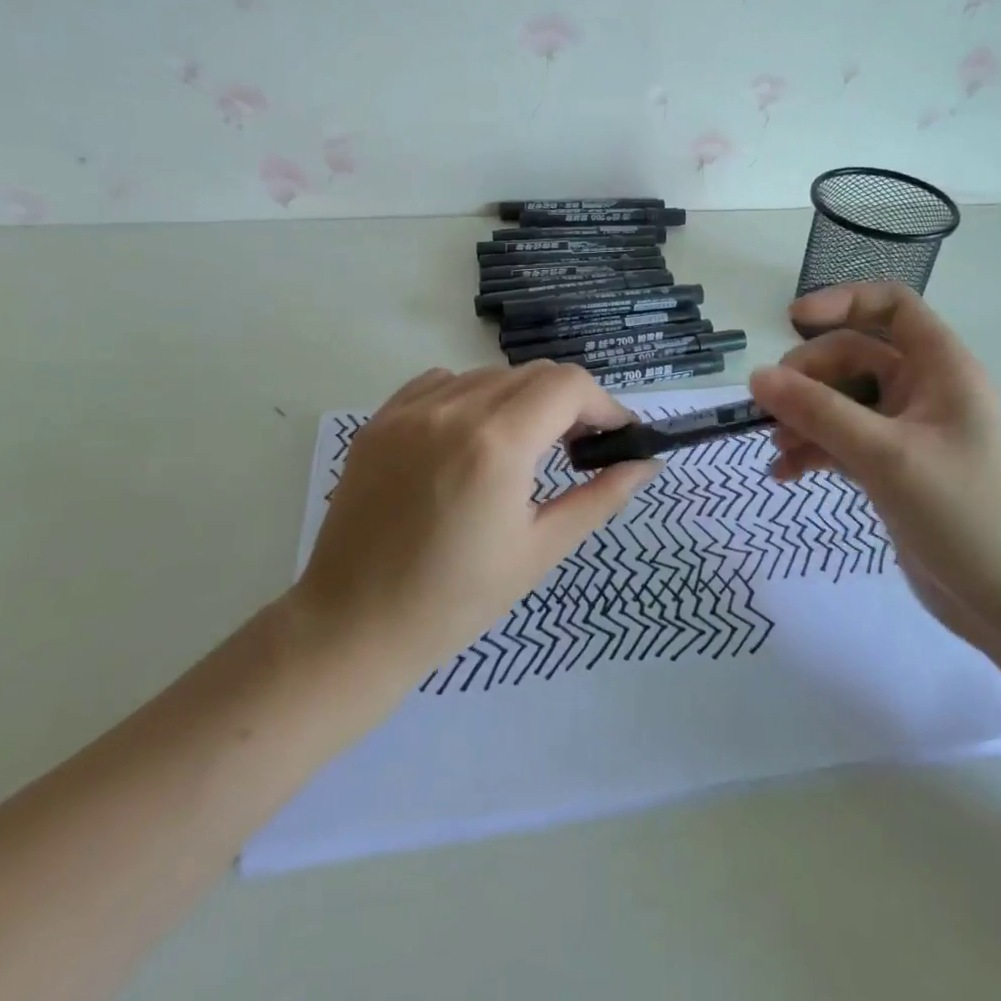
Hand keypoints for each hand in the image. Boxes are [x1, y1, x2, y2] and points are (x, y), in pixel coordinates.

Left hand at [293, 363, 658, 676]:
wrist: (353, 627)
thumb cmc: (456, 600)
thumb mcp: (541, 549)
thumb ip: (600, 496)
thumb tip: (647, 463)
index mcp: (497, 444)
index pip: (569, 385)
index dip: (604, 405)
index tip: (615, 437)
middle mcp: (453, 410)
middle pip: (535, 374)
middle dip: (569, 403)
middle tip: (577, 449)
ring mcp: (410, 410)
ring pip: (491, 375)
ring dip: (522, 401)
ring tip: (523, 450)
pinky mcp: (381, 419)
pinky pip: (444, 383)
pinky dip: (473, 399)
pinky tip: (472, 441)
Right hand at [748, 283, 1000, 659]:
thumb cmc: (962, 513)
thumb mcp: (885, 455)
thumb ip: (818, 412)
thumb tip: (756, 377)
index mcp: (941, 368)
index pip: (893, 306)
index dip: (843, 301)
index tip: (793, 320)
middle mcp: (925, 391)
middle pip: (854, 356)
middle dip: (809, 376)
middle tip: (771, 406)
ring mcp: (907, 431)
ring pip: (842, 401)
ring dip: (804, 416)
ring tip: (775, 446)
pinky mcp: (893, 468)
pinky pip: (842, 441)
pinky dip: (813, 450)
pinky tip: (785, 473)